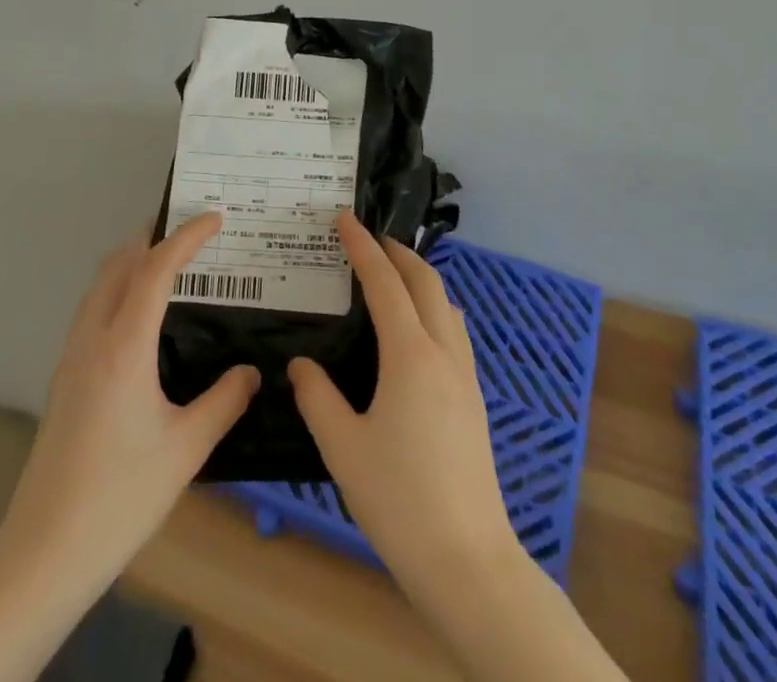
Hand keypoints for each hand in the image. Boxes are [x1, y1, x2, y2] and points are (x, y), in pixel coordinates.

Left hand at [0, 212, 260, 600]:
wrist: (43, 552)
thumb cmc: (120, 497)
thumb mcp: (186, 449)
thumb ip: (224, 401)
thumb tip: (251, 371)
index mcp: (124, 346)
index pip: (156, 268)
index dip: (187, 236)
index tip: (216, 218)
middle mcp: (92, 340)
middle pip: (118, 264)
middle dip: (153, 237)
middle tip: (191, 232)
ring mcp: (71, 358)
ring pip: (99, 286)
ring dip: (132, 261)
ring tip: (168, 264)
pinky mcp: (62, 379)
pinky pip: (91, 311)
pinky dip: (118, 289)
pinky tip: (138, 318)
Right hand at [287, 213, 520, 596]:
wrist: (467, 558)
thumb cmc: (399, 499)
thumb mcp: (343, 447)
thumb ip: (318, 397)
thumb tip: (301, 365)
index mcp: (411, 355)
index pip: (385, 283)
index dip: (363, 247)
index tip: (345, 219)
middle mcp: (443, 353)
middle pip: (425, 282)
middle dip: (397, 252)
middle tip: (369, 238)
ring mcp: (465, 375)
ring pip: (446, 304)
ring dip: (420, 278)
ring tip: (392, 276)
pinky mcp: (474, 398)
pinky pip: (454, 331)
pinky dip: (433, 307)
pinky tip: (418, 330)